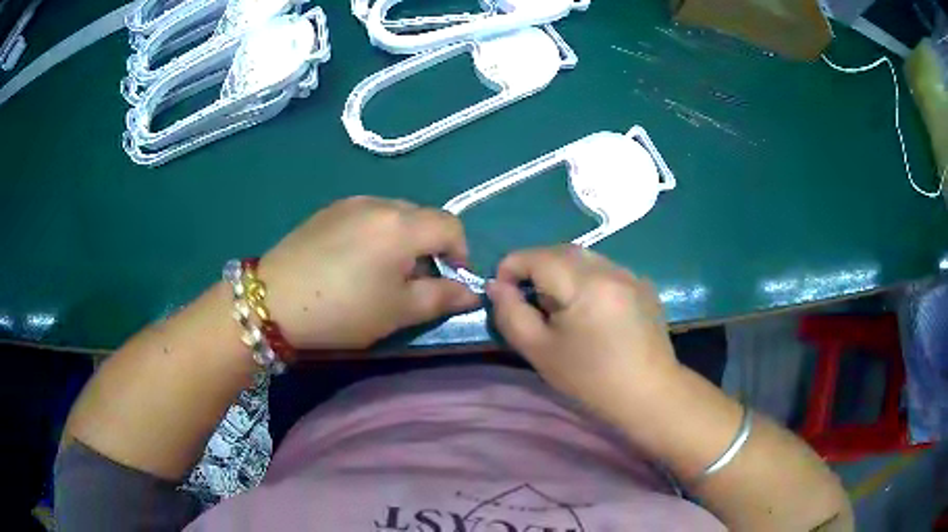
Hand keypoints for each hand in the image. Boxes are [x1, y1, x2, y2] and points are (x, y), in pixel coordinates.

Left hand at [258, 197, 479, 349]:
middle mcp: (381, 202)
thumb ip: (441, 298)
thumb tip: (471, 293)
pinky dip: (377, 233)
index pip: (451, 226)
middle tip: (414, 281)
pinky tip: (354, 260)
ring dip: (403, 239)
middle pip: (423, 217)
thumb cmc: (343, 309)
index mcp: (402, 225)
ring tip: (383, 271)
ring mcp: (351, 202)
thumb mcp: (398, 311)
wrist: (273, 300)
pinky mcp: (328, 210)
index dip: (460, 253)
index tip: (450, 280)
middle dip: (430, 246)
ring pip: (395, 214)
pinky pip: (367, 214)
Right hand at [485, 245, 679, 417]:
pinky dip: (586, 279)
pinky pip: (605, 269)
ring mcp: (630, 273)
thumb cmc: (590, 379)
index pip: (536, 256)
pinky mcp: (643, 284)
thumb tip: (497, 285)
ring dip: (561, 271)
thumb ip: (511, 313)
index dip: (511, 268)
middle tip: (528, 300)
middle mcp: (610, 267)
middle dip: (536, 267)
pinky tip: (590, 310)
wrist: (648, 394)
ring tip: (559, 306)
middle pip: (560, 251)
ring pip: (584, 258)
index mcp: (584, 283)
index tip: (503, 293)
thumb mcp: (540, 351)